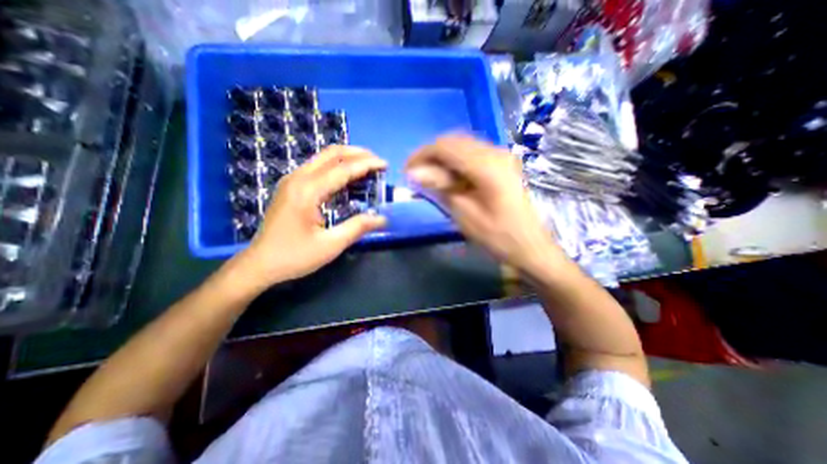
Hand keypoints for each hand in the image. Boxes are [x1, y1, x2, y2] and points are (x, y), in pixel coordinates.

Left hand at [233, 146, 387, 288]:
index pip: (343, 169)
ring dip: (347, 158)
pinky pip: (317, 167)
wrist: (259, 264)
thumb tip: (383, 218)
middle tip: (377, 162)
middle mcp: (298, 178)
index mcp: (307, 191)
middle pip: (331, 154)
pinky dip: (336, 167)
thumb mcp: (331, 245)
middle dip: (357, 153)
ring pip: (323, 158)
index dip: (366, 164)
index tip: (385, 165)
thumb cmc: (294, 257)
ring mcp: (292, 180)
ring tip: (367, 167)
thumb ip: (358, 227)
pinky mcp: (290, 186)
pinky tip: (347, 178)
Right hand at [405, 136, 558, 275]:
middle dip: (431, 155)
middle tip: (416, 175)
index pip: (445, 147)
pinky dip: (456, 162)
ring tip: (430, 178)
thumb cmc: (498, 237)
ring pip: (463, 146)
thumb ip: (441, 188)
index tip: (406, 170)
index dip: (422, 155)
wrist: (531, 248)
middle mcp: (496, 153)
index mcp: (487, 165)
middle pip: (454, 141)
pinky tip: (450, 177)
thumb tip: (414, 172)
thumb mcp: (465, 214)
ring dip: (443, 158)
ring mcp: (502, 156)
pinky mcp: (504, 164)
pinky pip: (473, 154)